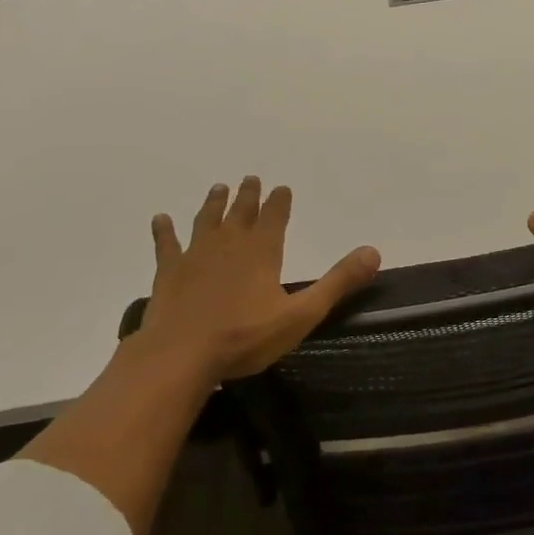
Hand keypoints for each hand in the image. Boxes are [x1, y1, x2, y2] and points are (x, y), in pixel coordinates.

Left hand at [127, 176, 380, 383]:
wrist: (180, 356)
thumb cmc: (245, 337)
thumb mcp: (302, 314)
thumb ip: (338, 282)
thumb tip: (373, 252)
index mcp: (262, 252)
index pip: (274, 217)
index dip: (280, 202)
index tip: (282, 187)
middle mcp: (229, 245)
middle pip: (240, 213)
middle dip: (248, 196)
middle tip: (250, 179)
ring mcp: (195, 256)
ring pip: (206, 221)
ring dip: (213, 204)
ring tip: (219, 188)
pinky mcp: (168, 273)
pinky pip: (166, 245)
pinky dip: (164, 231)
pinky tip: (160, 219)